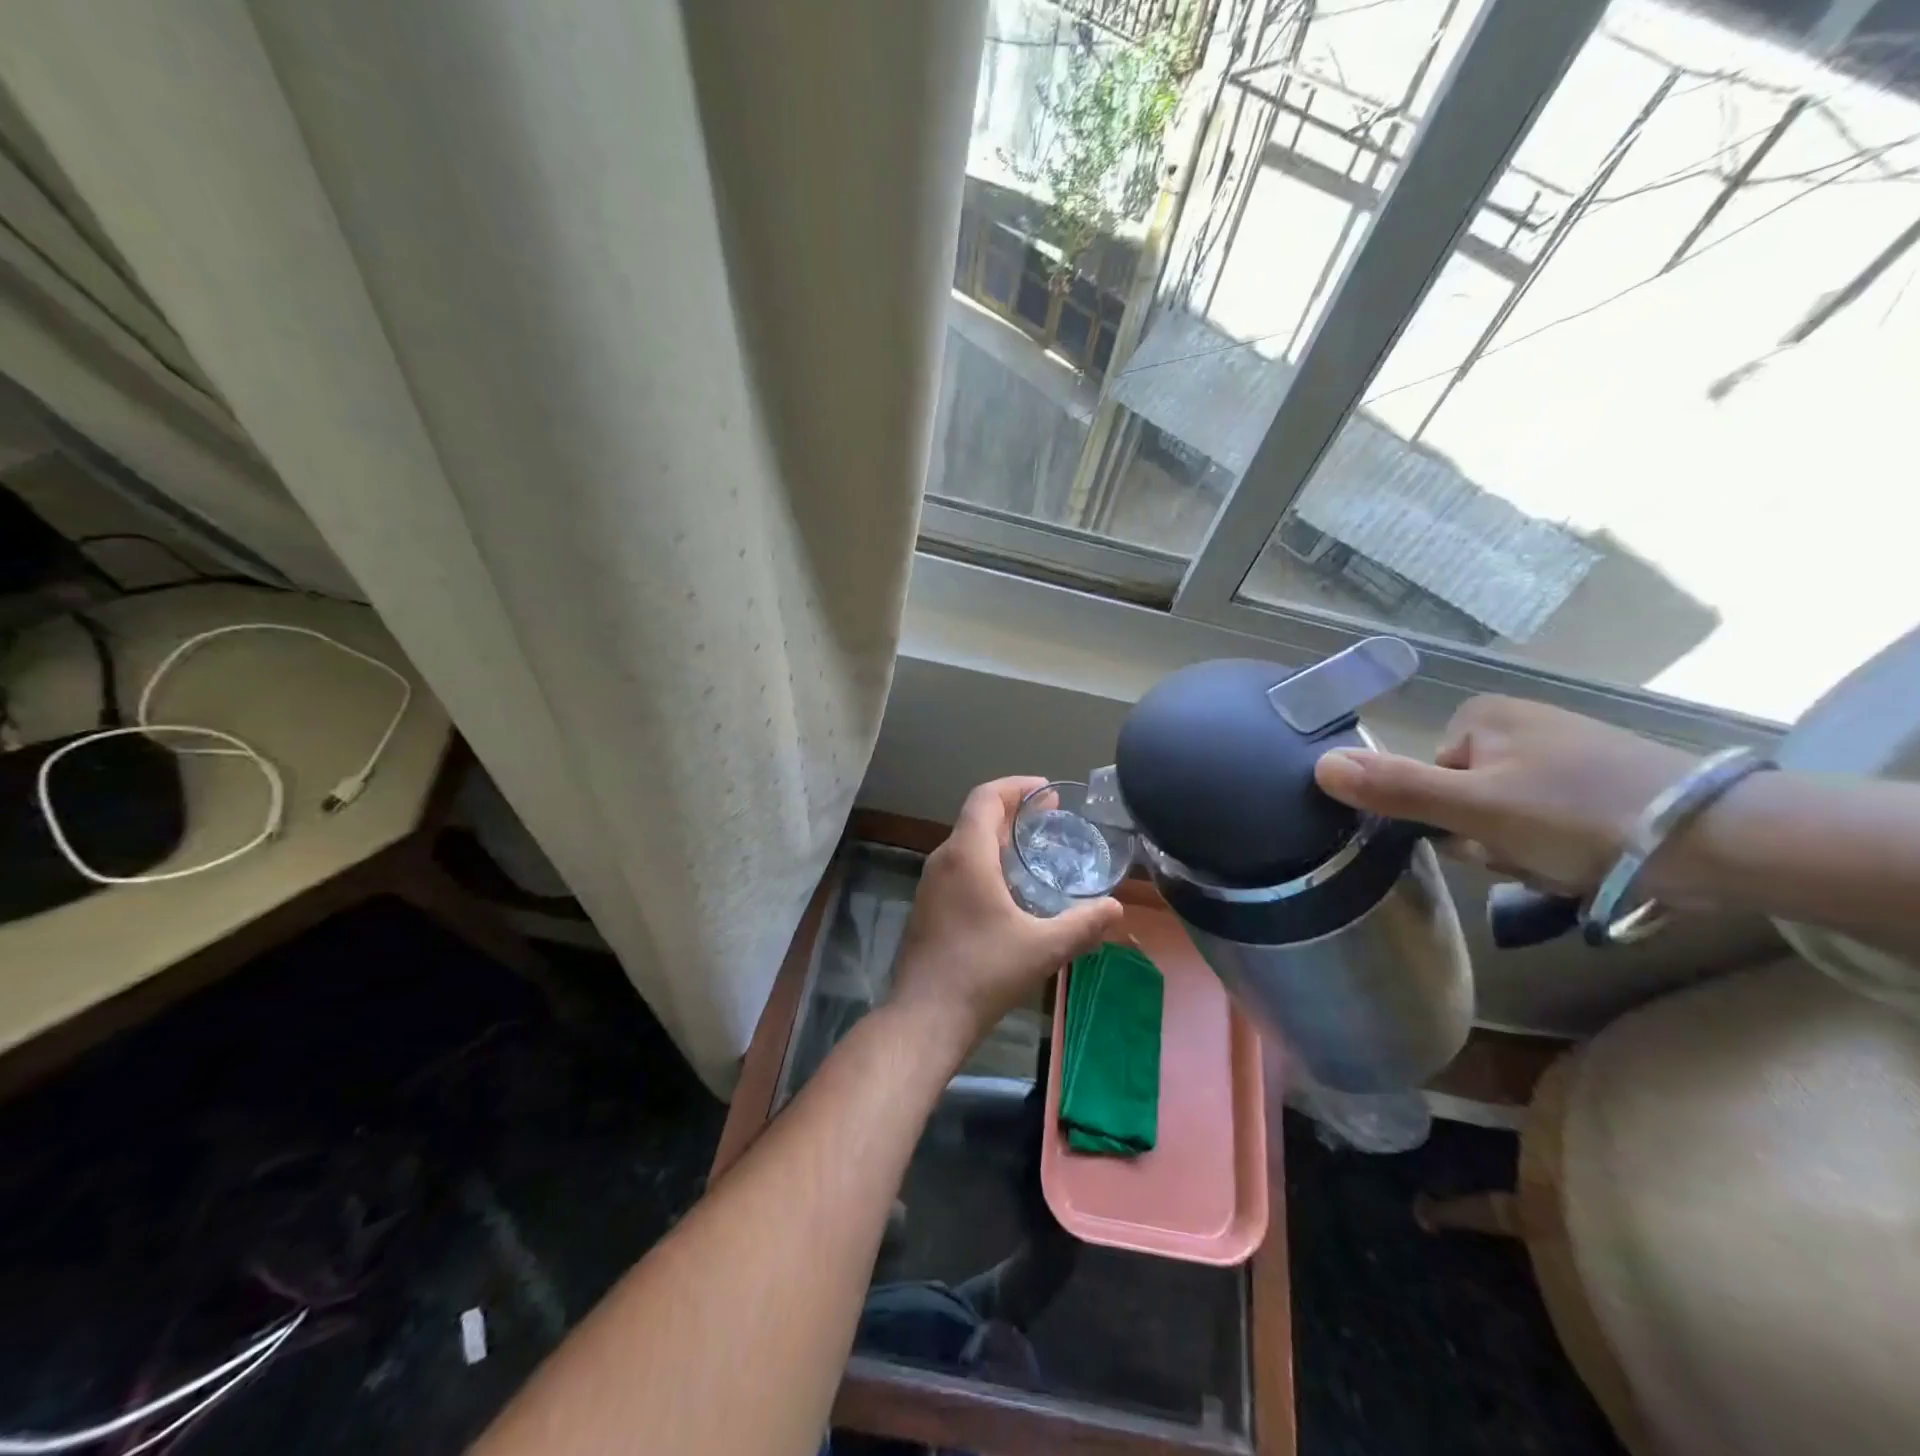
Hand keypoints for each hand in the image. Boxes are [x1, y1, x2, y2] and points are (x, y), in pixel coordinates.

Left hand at [891, 777, 1123, 1052]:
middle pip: (977, 816)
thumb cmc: (983, 973)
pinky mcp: (928, 906)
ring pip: (966, 842)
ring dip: (999, 836)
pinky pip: (959, 866)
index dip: (1017, 786)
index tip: (1047, 790)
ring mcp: (931, 883)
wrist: (925, 1016)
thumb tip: (1116, 907)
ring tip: (1035, 847)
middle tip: (1051, 816)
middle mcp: (943, 859)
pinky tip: (1009, 887)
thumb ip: (1083, 924)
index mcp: (967, 855)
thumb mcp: (1043, 948)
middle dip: (1014, 810)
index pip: (986, 797)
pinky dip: (986, 859)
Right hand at [1312, 696, 1696, 894]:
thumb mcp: (1474, 808)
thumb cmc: (1579, 815)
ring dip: (1521, 851)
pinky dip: (1558, 848)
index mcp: (1481, 717)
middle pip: (1462, 799)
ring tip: (1565, 862)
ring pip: (1502, 818)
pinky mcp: (1600, 780)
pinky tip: (1588, 860)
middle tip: (1527, 854)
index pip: (1425, 778)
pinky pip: (1546, 821)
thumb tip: (1317, 765)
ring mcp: (1562, 751)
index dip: (1446, 820)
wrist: (1725, 841)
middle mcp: (1517, 724)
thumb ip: (1394, 788)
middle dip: (1486, 839)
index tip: (1483, 839)